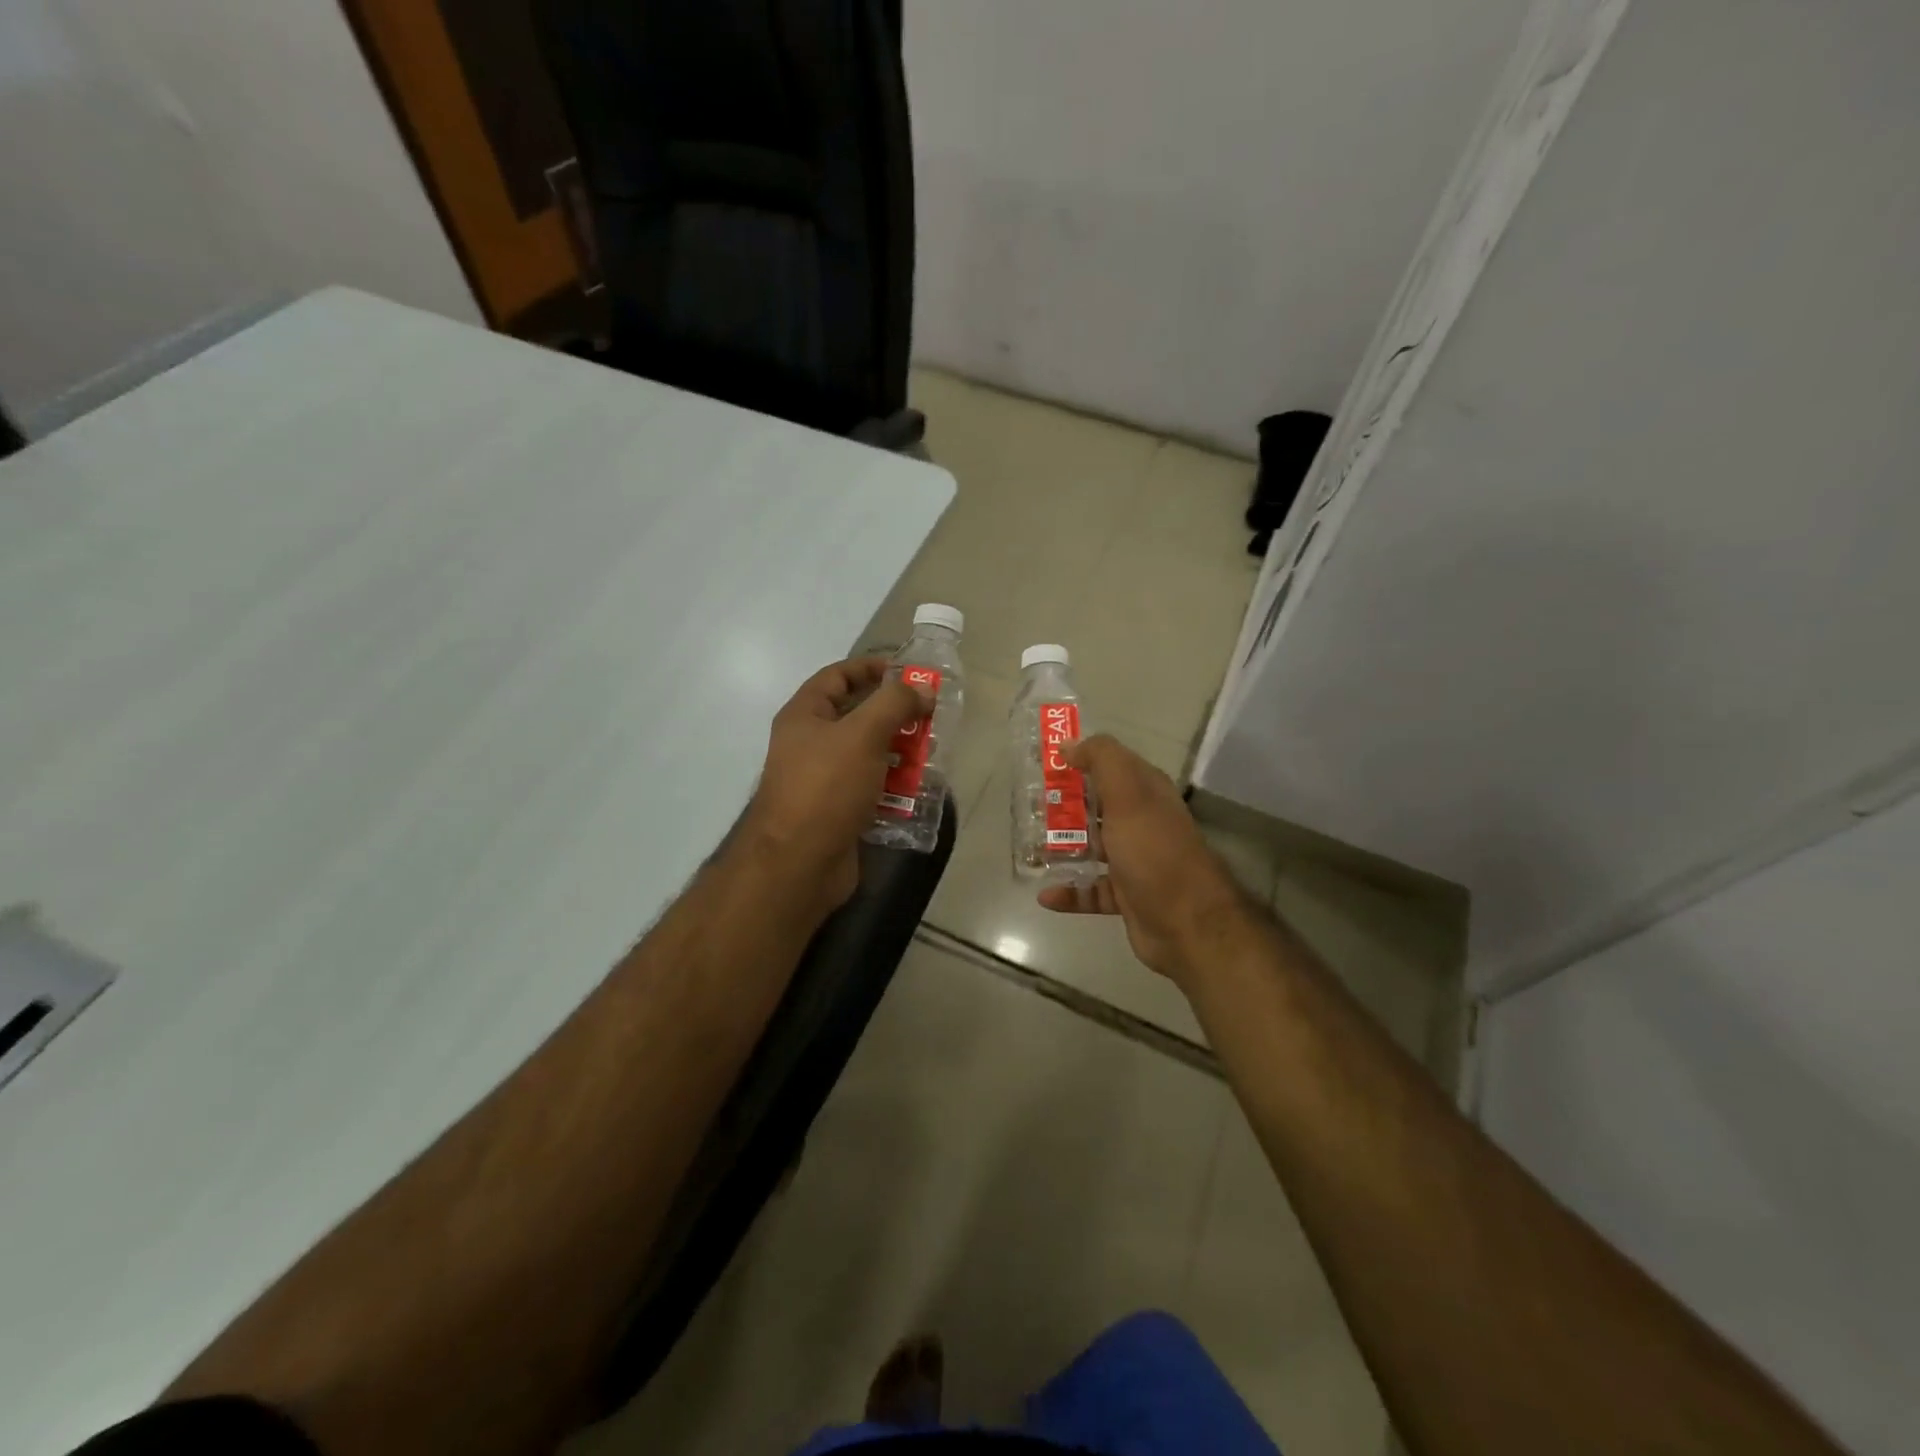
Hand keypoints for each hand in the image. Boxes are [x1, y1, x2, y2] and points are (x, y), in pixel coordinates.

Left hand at [738, 657, 929, 913]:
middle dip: (894, 715)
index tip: (909, 673)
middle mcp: (810, 743)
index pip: (837, 676)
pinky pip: (871, 787)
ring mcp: (823, 779)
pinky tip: (918, 790)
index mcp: (804, 716)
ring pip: (868, 754)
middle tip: (929, 717)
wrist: (799, 864)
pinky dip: (894, 785)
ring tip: (930, 754)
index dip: (871, 669)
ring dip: (899, 751)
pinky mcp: (838, 810)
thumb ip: (894, 703)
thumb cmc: (826, 788)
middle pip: (857, 716)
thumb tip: (922, 689)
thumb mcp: (862, 734)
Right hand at [1037, 735, 1251, 985]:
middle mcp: (1141, 823)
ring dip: (1062, 849)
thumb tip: (1071, 745)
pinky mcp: (1126, 897)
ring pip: (1091, 848)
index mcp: (1146, 793)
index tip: (1043, 763)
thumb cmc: (1154, 852)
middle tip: (1027, 807)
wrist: (1188, 924)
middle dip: (1063, 806)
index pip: (1110, 765)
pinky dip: (1069, 892)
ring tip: (1029, 850)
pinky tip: (1046, 894)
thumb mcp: (1129, 795)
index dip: (1080, 759)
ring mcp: (1135, 861)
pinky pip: (1091, 890)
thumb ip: (1102, 760)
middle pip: (1096, 806)